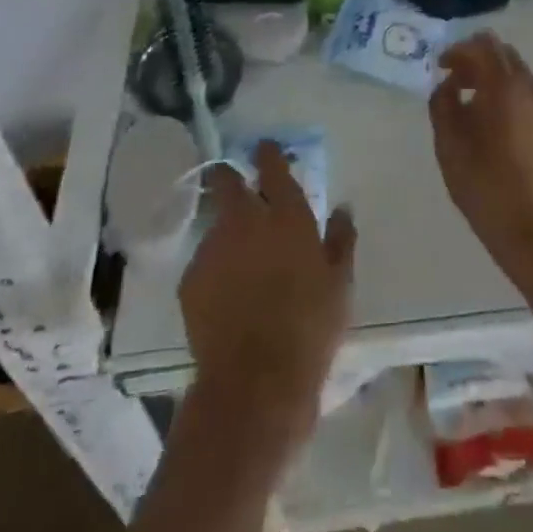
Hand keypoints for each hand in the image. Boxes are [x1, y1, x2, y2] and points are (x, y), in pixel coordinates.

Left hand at [180, 142, 355, 438]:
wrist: (255, 382)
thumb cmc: (310, 326)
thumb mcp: (340, 282)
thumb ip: (341, 238)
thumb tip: (343, 208)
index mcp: (286, 214)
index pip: (271, 165)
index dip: (268, 153)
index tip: (266, 150)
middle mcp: (245, 220)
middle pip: (227, 181)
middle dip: (230, 178)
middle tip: (240, 190)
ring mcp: (212, 249)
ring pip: (216, 224)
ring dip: (227, 231)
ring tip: (241, 260)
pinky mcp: (189, 281)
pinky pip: (204, 262)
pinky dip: (215, 268)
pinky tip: (227, 294)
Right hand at [429, 32, 532, 275]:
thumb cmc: (487, 187)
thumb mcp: (449, 145)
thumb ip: (443, 104)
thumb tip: (448, 85)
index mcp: (505, 85)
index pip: (484, 45)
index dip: (459, 50)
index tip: (442, 68)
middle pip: (507, 57)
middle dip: (480, 64)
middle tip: (458, 86)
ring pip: (524, 82)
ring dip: (499, 86)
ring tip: (480, 116)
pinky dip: (517, 107)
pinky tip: (506, 139)